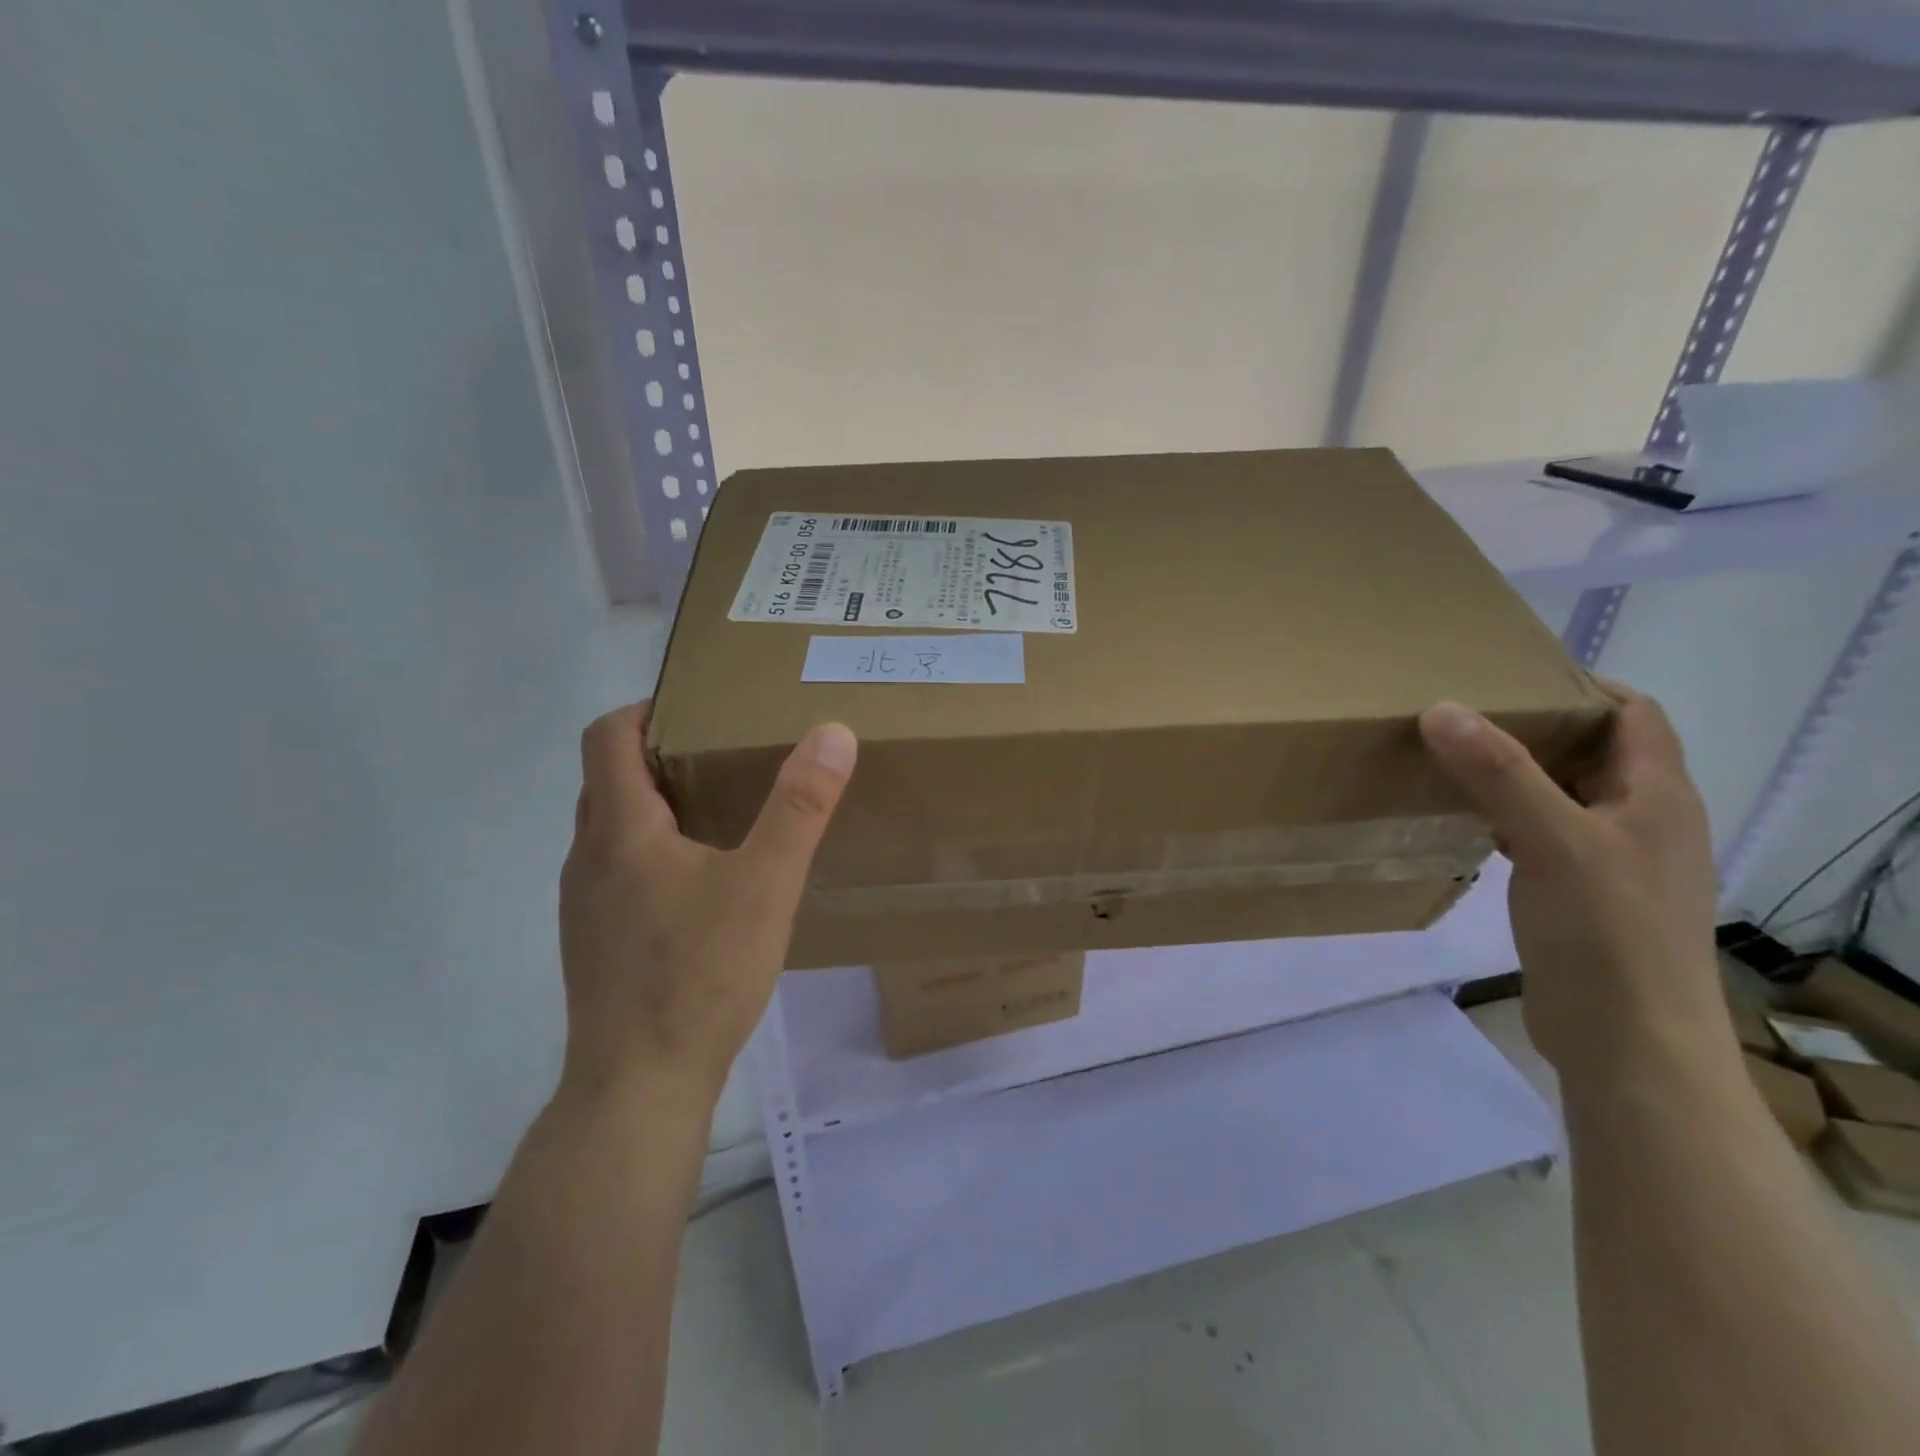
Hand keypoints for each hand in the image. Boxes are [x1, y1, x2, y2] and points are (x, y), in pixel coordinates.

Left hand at [557, 702, 856, 1102]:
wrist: (638, 1087)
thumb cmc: (699, 974)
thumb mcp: (766, 884)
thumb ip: (800, 807)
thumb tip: (832, 733)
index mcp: (619, 830)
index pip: (607, 737)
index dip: (645, 709)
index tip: (696, 708)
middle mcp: (586, 858)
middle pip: (608, 779)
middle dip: (658, 755)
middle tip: (722, 754)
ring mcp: (583, 905)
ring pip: (610, 830)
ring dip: (653, 807)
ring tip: (718, 812)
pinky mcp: (593, 943)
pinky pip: (615, 872)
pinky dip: (650, 853)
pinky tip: (700, 886)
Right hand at [1419, 680, 1724, 1084]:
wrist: (1628, 1043)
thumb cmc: (1607, 932)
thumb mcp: (1552, 840)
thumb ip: (1499, 771)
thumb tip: (1442, 707)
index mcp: (1657, 796)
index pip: (1634, 714)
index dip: (1582, 685)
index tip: (1509, 673)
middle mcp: (1643, 821)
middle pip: (1594, 752)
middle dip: (1535, 726)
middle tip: (1463, 712)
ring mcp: (1613, 862)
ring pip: (1563, 795)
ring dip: (1516, 773)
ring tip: (1452, 758)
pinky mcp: (1582, 896)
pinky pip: (1543, 835)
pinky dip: (1507, 817)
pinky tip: (1466, 822)